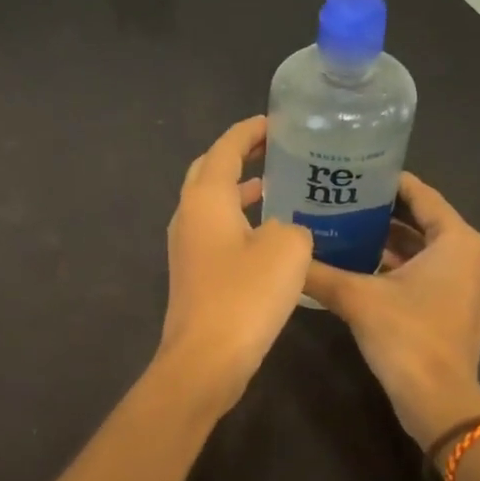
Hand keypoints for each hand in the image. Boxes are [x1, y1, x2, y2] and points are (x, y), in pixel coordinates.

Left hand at [157, 116, 314, 408]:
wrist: (206, 359)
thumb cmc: (245, 296)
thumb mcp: (287, 249)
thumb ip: (293, 224)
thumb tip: (284, 231)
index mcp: (205, 197)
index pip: (226, 148)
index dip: (251, 131)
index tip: (278, 121)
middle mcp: (188, 214)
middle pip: (211, 170)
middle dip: (241, 155)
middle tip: (277, 148)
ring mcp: (186, 245)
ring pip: (213, 202)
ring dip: (242, 188)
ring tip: (280, 184)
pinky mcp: (194, 272)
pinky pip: (217, 230)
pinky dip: (241, 219)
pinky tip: (271, 233)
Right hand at [302, 173, 479, 447]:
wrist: (438, 402)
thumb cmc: (406, 337)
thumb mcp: (355, 297)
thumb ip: (318, 270)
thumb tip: (285, 249)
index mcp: (459, 241)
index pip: (421, 195)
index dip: (387, 182)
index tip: (353, 172)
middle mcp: (474, 256)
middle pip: (424, 221)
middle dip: (384, 212)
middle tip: (341, 200)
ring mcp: (473, 284)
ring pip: (427, 249)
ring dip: (391, 241)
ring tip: (346, 228)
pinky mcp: (463, 308)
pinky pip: (431, 272)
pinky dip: (403, 266)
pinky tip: (363, 265)